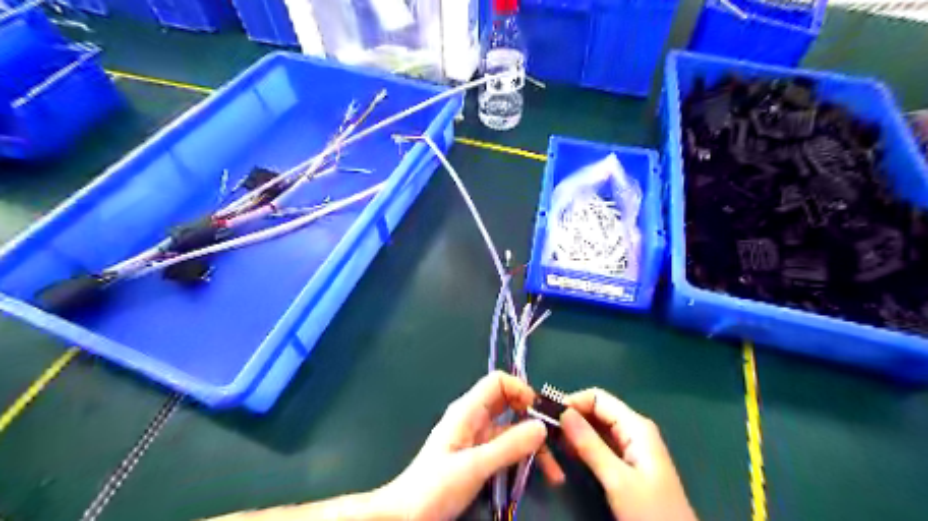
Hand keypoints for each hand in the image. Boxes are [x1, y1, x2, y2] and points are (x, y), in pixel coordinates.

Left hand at [377, 373, 565, 520]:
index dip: (521, 389)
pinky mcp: (479, 456)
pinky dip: (523, 457)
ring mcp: (477, 438)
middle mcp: (474, 418)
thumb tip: (541, 426)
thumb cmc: (434, 487)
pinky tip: (538, 474)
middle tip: (557, 439)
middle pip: (509, 404)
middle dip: (533, 417)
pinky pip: (506, 448)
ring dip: (533, 444)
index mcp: (468, 410)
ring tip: (555, 470)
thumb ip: (508, 446)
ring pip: (511, 429)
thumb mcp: (474, 466)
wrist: (405, 515)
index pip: (498, 382)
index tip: (541, 413)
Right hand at [558, 389, 695, 520]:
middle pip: (596, 410)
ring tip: (552, 443)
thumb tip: (563, 412)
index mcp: (636, 426)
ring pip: (596, 427)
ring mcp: (631, 446)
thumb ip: (590, 444)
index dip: (572, 402)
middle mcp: (633, 429)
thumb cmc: (650, 512)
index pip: (597, 398)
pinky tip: (568, 454)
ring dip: (574, 432)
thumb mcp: (617, 479)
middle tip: (545, 432)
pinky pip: (600, 443)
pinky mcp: (627, 462)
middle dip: (571, 417)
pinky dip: (583, 445)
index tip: (547, 416)